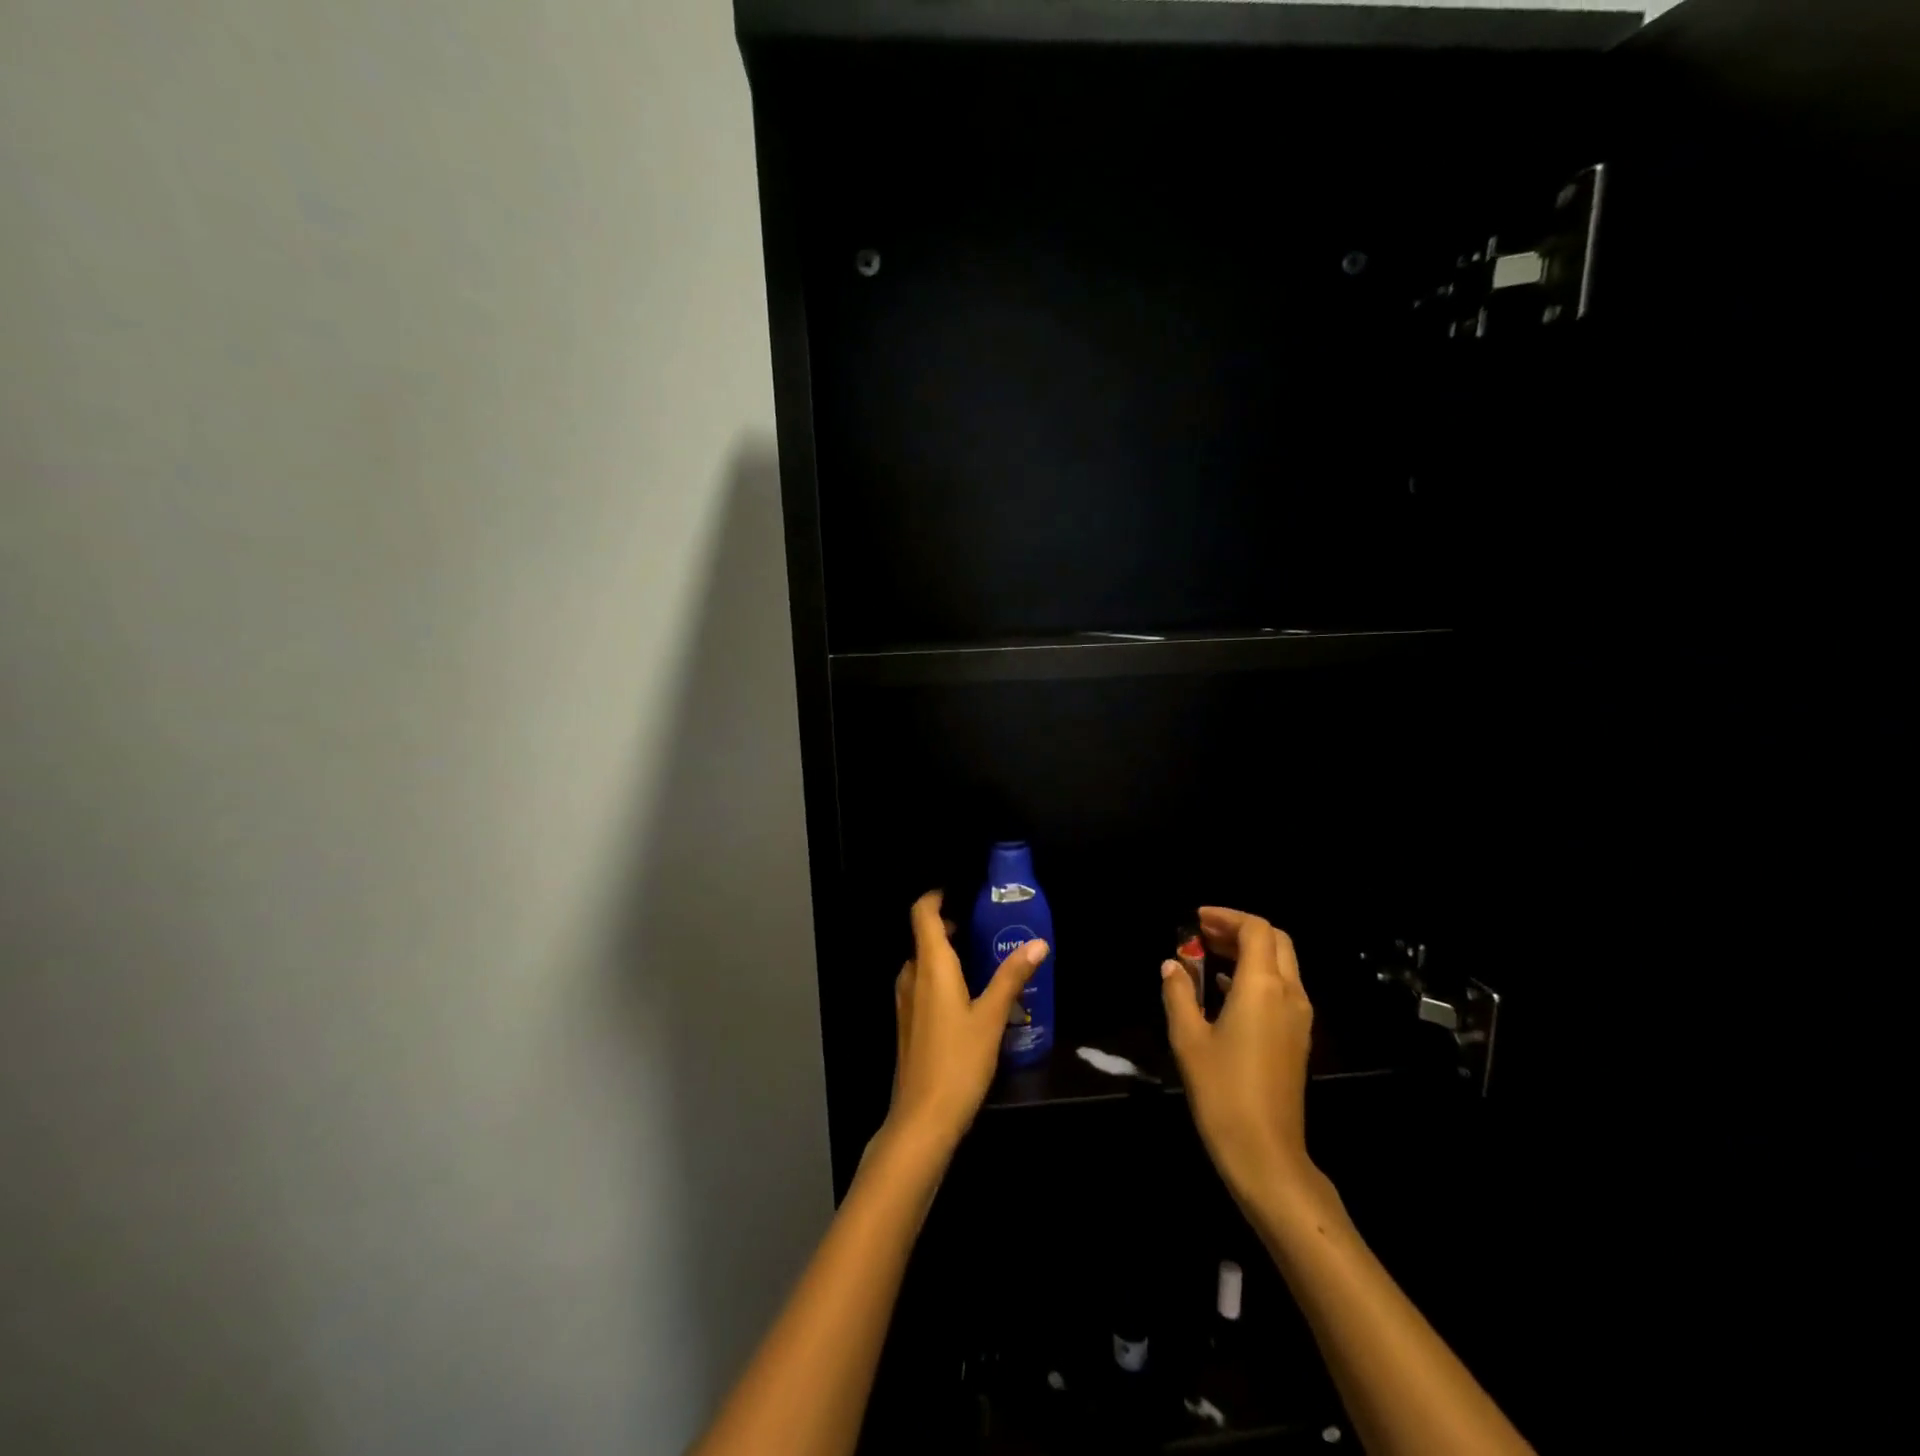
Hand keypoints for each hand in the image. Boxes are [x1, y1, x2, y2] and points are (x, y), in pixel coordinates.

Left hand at [887, 891, 1047, 1152]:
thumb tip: (1038, 943)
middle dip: (949, 924)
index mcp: (930, 966)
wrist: (922, 1119)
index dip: (936, 896)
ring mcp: (906, 1001)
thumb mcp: (992, 1017)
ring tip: (982, 956)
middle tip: (984, 923)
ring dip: (947, 952)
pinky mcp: (908, 1023)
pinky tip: (968, 994)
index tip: (960, 890)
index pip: (921, 913)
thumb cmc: (958, 1061)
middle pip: (924, 936)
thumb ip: (1012, 977)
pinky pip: (923, 984)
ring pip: (924, 963)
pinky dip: (941, 976)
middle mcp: (912, 976)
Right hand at [1161, 906, 1314, 1205]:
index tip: (1196, 919)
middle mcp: (1289, 994)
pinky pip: (1281, 988)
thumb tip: (1172, 965)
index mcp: (1263, 986)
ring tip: (1208, 954)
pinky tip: (1223, 988)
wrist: (1265, 1152)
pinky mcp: (1297, 1037)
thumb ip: (1179, 993)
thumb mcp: (1188, 1038)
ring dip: (1248, 951)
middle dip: (1240, 930)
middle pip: (1275, 941)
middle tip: (1203, 933)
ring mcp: (1298, 1018)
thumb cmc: (1222, 1091)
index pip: (1256, 929)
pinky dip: (1256, 975)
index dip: (1227, 917)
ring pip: (1282, 964)